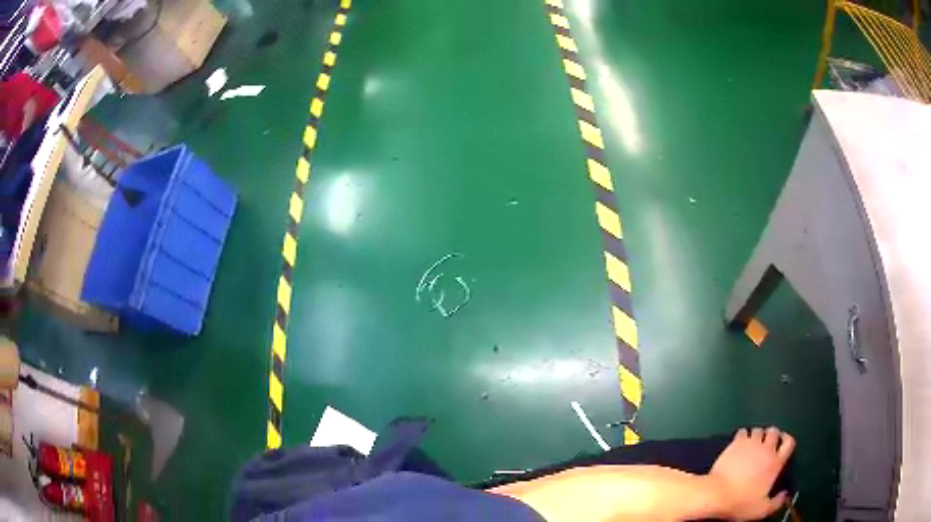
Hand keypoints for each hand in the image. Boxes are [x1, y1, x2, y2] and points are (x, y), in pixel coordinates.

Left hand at [706, 427, 794, 520]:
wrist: (718, 494)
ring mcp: (751, 444)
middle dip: (773, 435)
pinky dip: (743, 435)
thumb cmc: (741, 503)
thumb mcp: (761, 510)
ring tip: (754, 443)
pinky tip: (740, 443)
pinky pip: (743, 431)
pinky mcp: (736, 443)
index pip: (789, 443)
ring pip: (759, 430)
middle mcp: (766, 449)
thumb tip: (784, 495)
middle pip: (775, 432)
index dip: (788, 440)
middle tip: (767, 443)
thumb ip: (776, 503)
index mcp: (775, 463)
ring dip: (758, 434)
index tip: (783, 443)